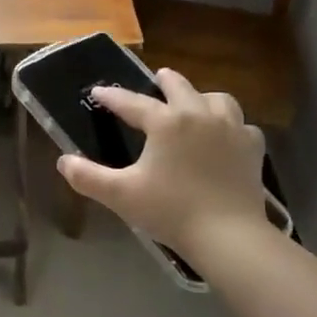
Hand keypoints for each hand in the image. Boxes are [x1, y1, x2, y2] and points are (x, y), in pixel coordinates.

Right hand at [57, 70, 270, 257]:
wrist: (228, 235)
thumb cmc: (171, 211)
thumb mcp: (120, 195)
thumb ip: (87, 177)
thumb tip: (64, 161)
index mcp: (166, 122)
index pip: (132, 102)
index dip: (112, 96)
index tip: (98, 91)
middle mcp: (199, 114)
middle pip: (180, 86)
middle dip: (163, 81)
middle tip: (155, 81)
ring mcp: (232, 128)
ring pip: (216, 98)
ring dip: (201, 98)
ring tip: (193, 106)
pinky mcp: (252, 147)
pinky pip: (242, 125)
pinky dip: (230, 125)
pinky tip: (224, 137)